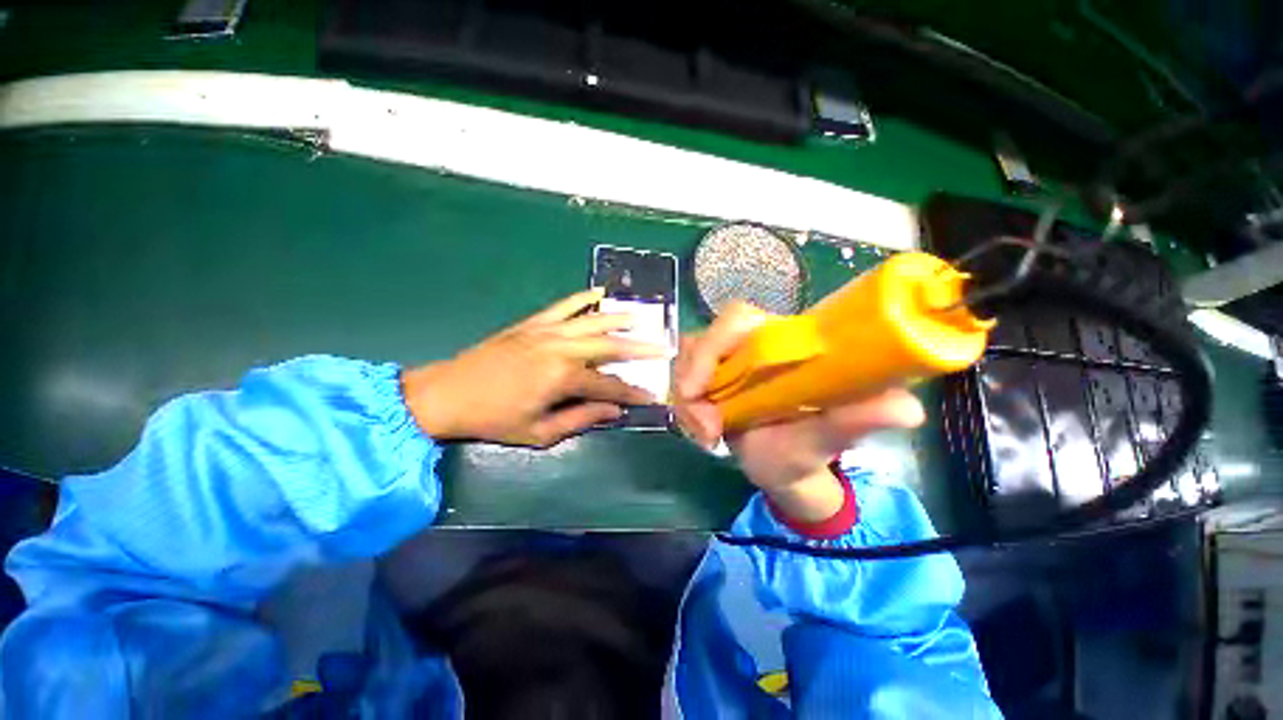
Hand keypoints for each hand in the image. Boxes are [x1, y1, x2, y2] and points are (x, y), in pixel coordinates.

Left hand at [402, 288, 665, 446]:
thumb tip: (614, 411)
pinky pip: (564, 306)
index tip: (652, 396)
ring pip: (593, 321)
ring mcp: (547, 331)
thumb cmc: (494, 419)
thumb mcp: (539, 432)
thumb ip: (581, 418)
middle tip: (664, 347)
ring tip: (642, 318)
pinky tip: (600, 292)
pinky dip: (583, 298)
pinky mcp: (533, 323)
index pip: (609, 385)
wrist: (448, 394)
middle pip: (610, 346)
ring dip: (620, 319)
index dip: (632, 392)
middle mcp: (561, 348)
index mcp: (562, 378)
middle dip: (640, 349)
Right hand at [673, 302, 924, 522]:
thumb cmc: (807, 451)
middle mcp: (749, 346)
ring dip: (687, 402)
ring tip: (705, 437)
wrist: (781, 468)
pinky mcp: (709, 380)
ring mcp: (724, 364)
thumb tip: (906, 408)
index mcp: (782, 344)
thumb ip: (856, 421)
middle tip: (704, 428)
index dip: (713, 345)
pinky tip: (699, 433)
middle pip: (702, 339)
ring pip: (686, 362)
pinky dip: (684, 408)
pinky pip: (682, 381)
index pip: (738, 319)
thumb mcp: (828, 438)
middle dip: (691, 381)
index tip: (699, 391)